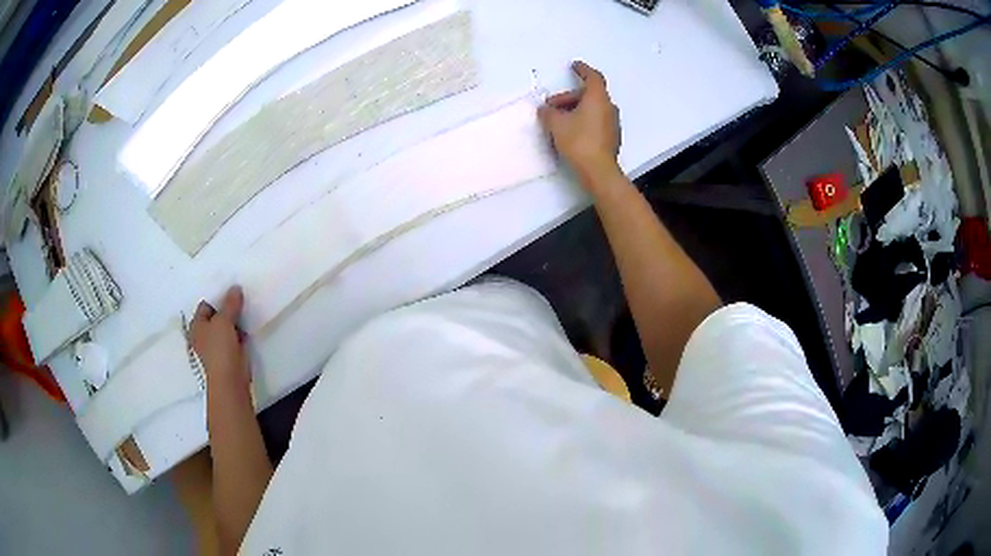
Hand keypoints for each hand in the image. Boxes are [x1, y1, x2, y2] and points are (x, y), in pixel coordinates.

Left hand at [191, 286, 249, 390]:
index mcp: (196, 326)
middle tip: (241, 297)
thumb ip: (230, 303)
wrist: (230, 380)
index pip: (206, 305)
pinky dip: (240, 333)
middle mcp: (203, 335)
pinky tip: (249, 325)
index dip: (218, 297)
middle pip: (216, 316)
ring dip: (235, 321)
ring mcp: (216, 346)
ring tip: (247, 308)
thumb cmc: (220, 348)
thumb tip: (235, 288)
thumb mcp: (224, 321)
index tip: (232, 291)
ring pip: (226, 327)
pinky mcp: (228, 355)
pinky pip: (234, 338)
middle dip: (228, 308)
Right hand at [538, 61, 621, 188]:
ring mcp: (612, 123)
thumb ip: (548, 113)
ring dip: (576, 109)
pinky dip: (584, 120)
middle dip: (569, 97)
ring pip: (592, 109)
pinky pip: (596, 121)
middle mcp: (608, 107)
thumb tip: (544, 110)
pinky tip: (571, 131)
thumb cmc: (579, 141)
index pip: (593, 77)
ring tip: (559, 120)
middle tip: (552, 107)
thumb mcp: (556, 124)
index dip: (583, 70)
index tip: (574, 66)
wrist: (598, 170)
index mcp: (597, 98)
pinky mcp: (611, 137)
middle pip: (589, 95)